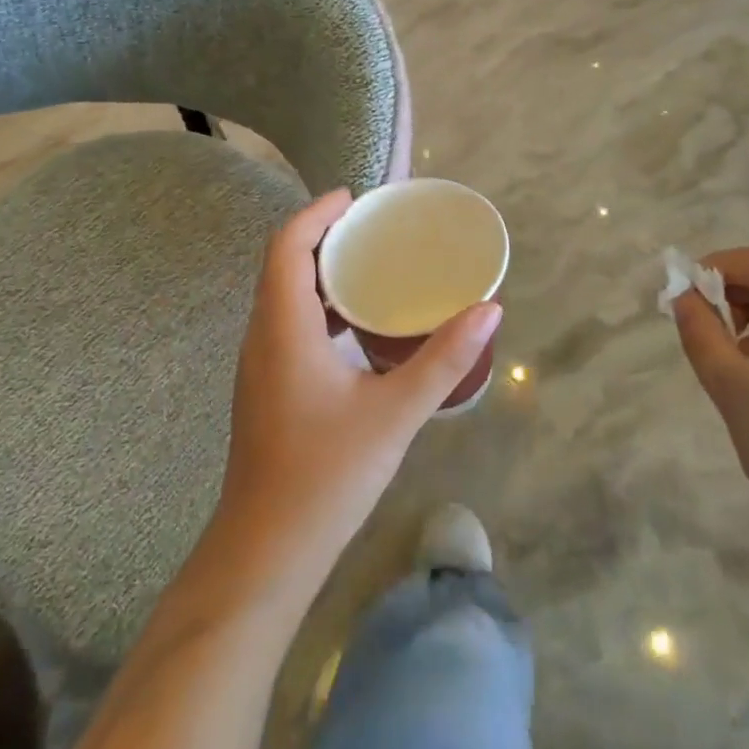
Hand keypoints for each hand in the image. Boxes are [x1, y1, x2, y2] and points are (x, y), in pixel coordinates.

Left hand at [216, 191, 501, 579]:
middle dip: (323, 235)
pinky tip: (355, 326)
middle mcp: (262, 335)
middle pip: (283, 263)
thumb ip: (444, 359)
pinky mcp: (265, 387)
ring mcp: (259, 364)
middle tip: (373, 227)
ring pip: (282, 295)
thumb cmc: (327, 475)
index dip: (317, 212)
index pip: (287, 246)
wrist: (267, 551)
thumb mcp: (395, 413)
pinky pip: (286, 322)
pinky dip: (317, 305)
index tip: (356, 198)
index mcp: (284, 327)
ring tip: (369, 265)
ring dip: (319, 271)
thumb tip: (489, 310)